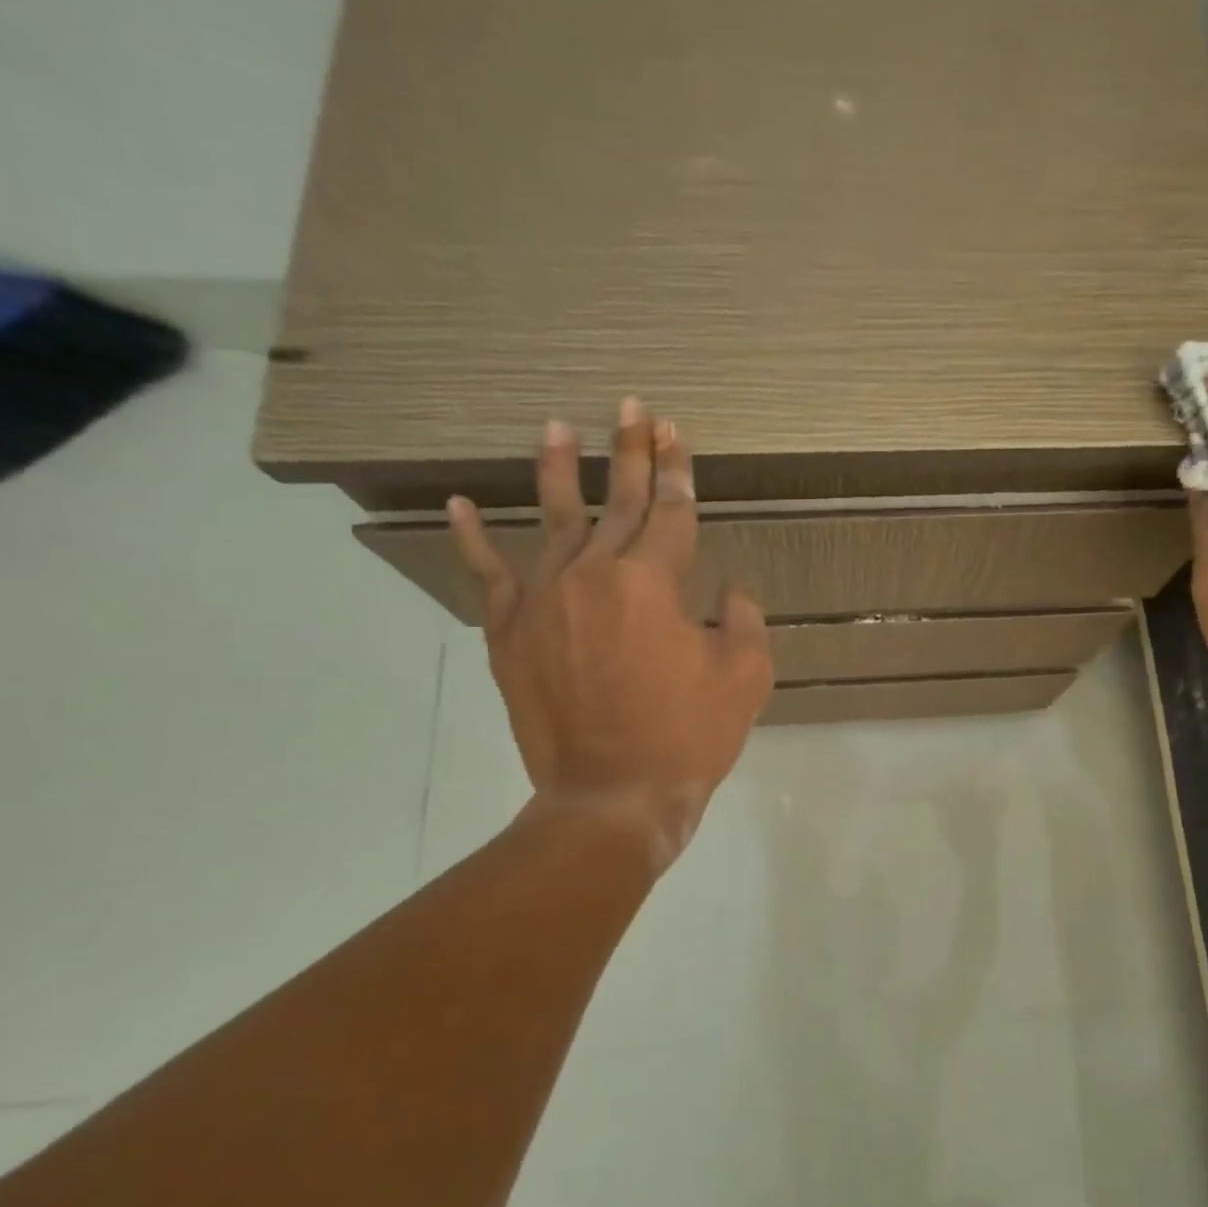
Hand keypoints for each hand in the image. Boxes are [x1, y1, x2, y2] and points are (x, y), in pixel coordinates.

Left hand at [446, 400, 773, 865]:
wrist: (612, 797)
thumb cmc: (689, 737)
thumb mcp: (746, 677)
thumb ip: (742, 620)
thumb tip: (727, 593)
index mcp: (653, 582)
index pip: (670, 511)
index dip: (677, 470)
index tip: (675, 432)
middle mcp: (594, 574)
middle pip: (617, 502)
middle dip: (630, 453)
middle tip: (632, 409)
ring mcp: (544, 601)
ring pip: (553, 520)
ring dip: (558, 471)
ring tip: (559, 426)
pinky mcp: (510, 633)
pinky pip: (488, 575)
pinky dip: (473, 538)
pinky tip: (461, 502)